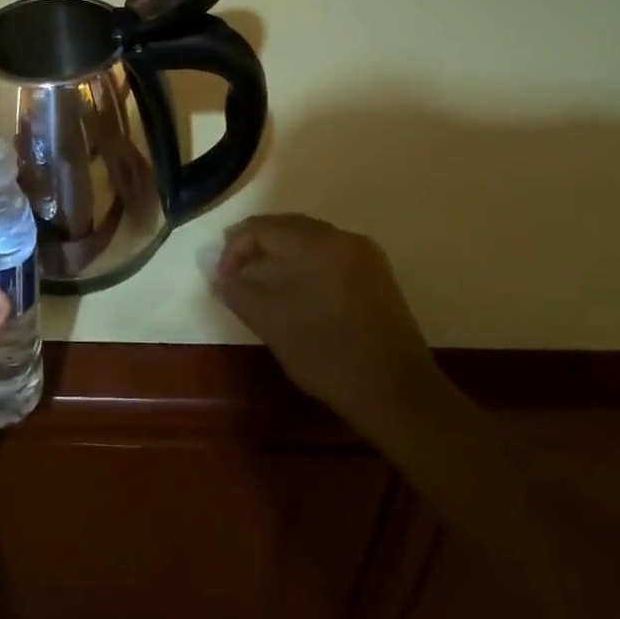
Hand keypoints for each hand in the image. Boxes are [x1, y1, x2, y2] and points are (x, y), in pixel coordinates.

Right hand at [208, 214, 443, 431]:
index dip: (234, 249)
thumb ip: (239, 292)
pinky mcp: (379, 277)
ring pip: (312, 241)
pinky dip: (308, 264)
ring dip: (282, 254)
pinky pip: (332, 257)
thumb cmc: (326, 351)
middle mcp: (343, 238)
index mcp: (315, 242)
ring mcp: (365, 256)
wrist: (396, 391)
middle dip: (257, 245)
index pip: (262, 228)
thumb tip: (223, 279)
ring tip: (263, 281)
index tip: (224, 279)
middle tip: (236, 273)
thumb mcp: (270, 321)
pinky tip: (300, 291)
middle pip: (288, 227)